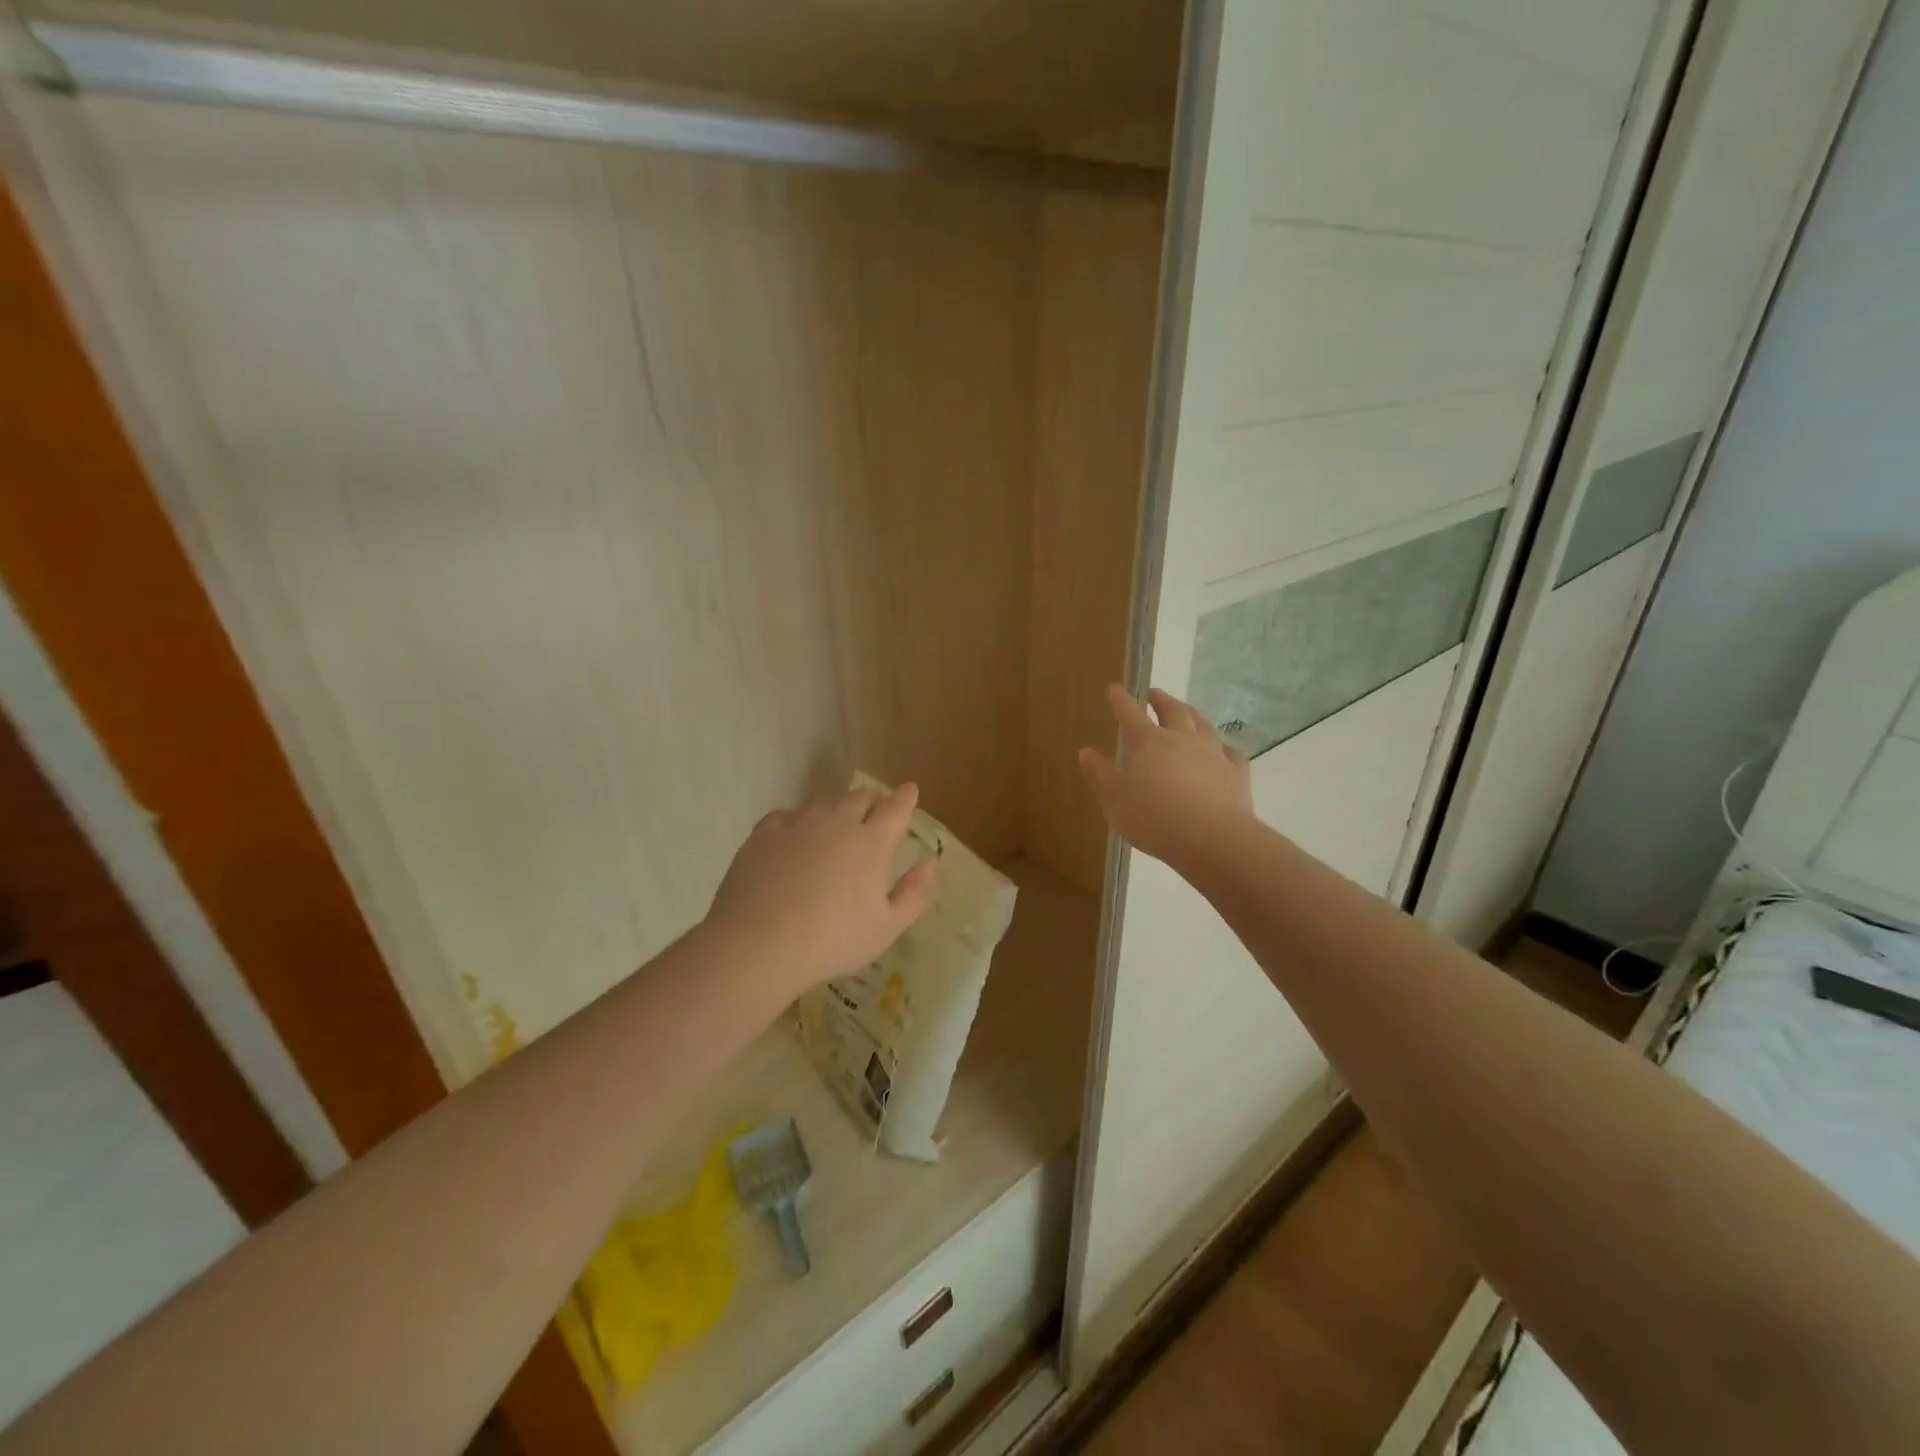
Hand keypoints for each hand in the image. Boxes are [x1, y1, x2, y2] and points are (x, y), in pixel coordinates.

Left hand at [705, 783, 938, 999]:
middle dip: (874, 801)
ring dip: (837, 812)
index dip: (905, 798)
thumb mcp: (887, 928)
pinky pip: (788, 816)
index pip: (896, 809)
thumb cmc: (832, 940)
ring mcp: (799, 823)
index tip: (910, 790)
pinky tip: (794, 840)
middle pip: (861, 798)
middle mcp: (838, 822)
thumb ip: (914, 893)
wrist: (759, 943)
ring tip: (834, 830)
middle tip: (876, 811)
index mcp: (872, 843)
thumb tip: (930, 863)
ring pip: (824, 805)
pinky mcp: (765, 832)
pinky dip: (799, 823)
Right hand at [1080, 686, 1252, 870]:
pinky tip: (1222, 751)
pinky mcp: (1236, 771)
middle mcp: (1181, 739)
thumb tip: (1087, 752)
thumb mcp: (1115, 801)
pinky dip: (1223, 747)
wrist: (1213, 838)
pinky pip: (1230, 752)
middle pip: (1172, 710)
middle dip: (1160, 700)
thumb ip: (1101, 775)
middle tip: (1154, 694)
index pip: (1129, 713)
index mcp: (1147, 743)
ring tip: (1186, 710)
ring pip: (1202, 724)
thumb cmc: (1154, 819)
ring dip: (1191, 713)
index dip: (1120, 700)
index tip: (1114, 689)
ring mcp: (1212, 752)